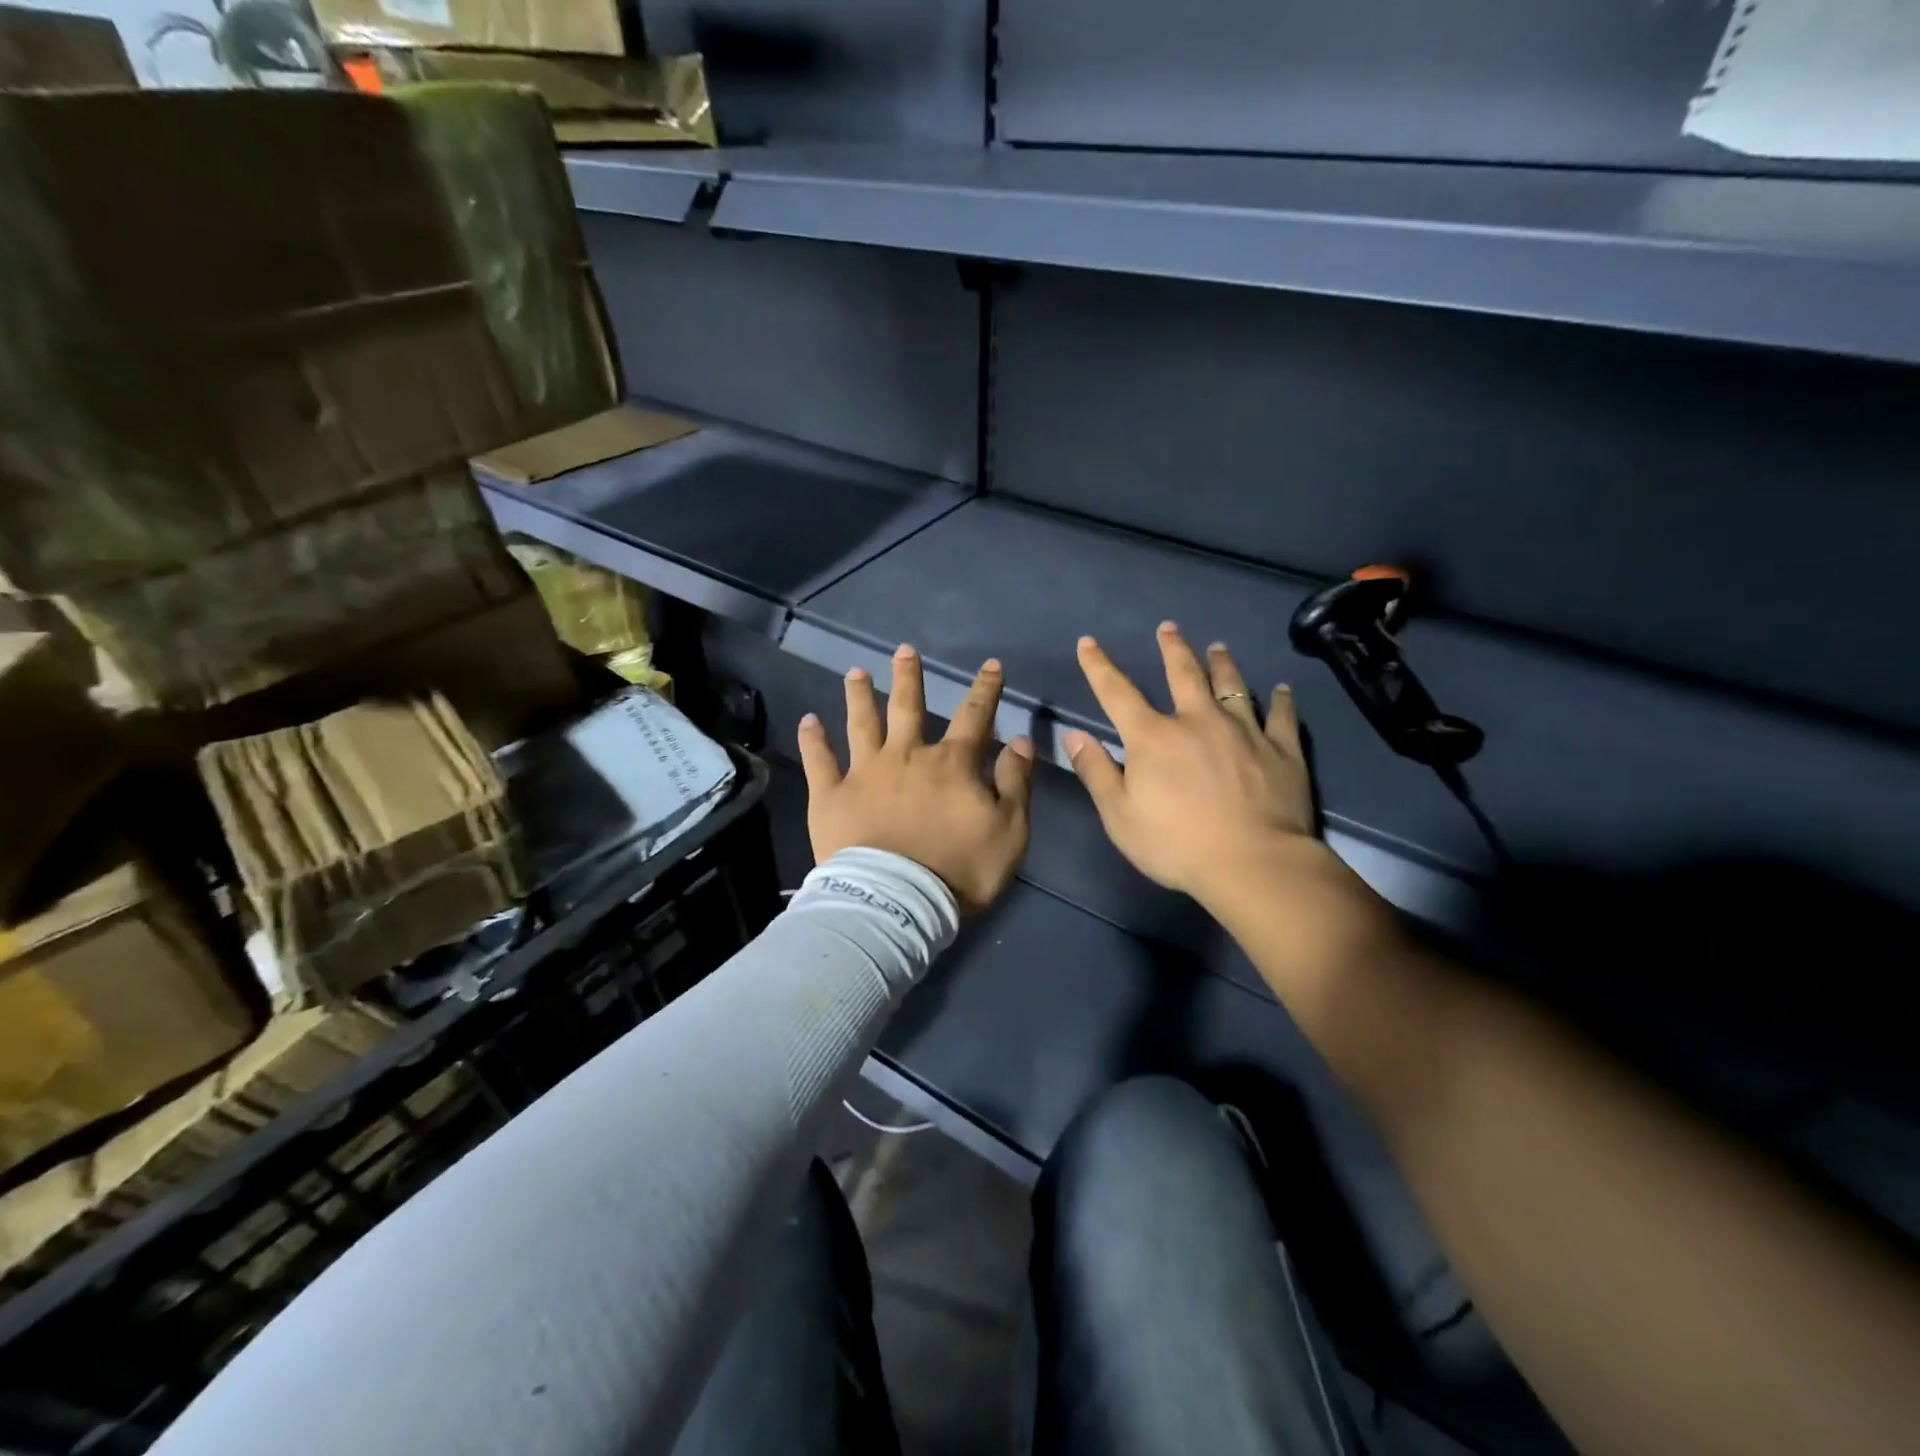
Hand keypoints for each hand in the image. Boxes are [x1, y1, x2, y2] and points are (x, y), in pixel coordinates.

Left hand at [799, 644, 1034, 912]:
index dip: (985, 689)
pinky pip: (820, 761)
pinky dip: (813, 740)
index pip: (974, 716)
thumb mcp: (1010, 831)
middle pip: (908, 706)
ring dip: (859, 696)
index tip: (991, 665)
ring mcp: (865, 772)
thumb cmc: (960, 870)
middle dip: (909, 677)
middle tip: (904, 650)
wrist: (898, 903)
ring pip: (862, 723)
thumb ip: (1015, 783)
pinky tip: (808, 720)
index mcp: (951, 764)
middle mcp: (906, 756)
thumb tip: (1020, 741)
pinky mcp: (831, 795)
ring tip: (855, 672)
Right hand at [1064, 623, 1330, 907]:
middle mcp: (1198, 721)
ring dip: (1223, 664)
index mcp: (1154, 737)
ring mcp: (1244, 732)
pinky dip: (1280, 701)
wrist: (1254, 864)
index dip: (1099, 666)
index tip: (1088, 642)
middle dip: (1173, 648)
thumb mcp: (1120, 815)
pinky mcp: (1282, 751)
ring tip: (1219, 647)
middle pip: (1184, 674)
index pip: (1117, 693)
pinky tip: (1281, 690)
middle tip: (1169, 627)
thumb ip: (1096, 772)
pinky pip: (1281, 717)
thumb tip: (1074, 735)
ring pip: (1233, 686)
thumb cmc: (1177, 844)